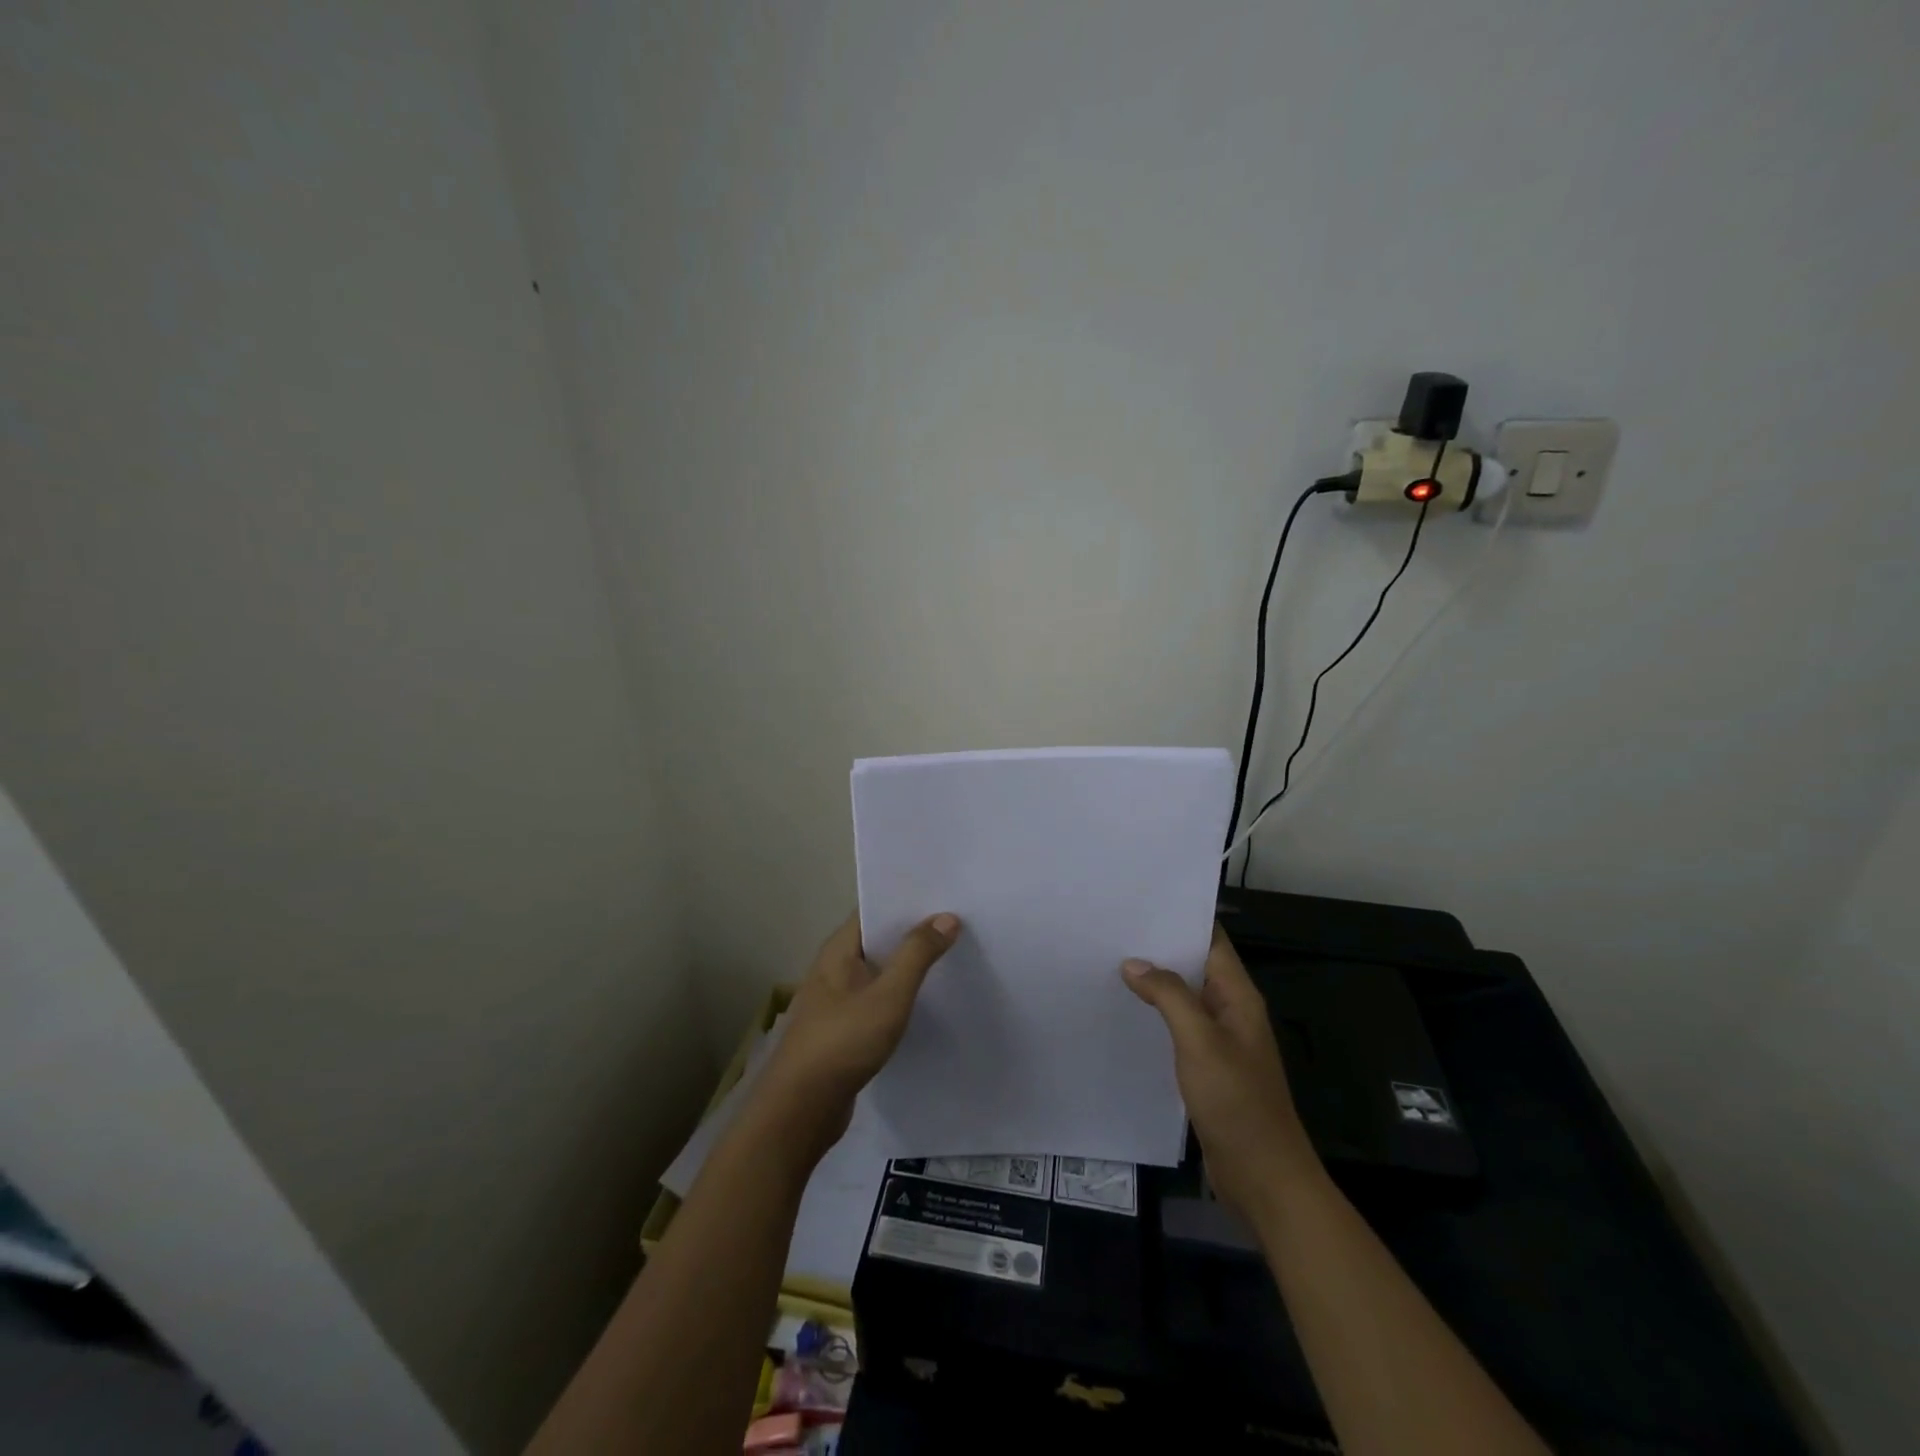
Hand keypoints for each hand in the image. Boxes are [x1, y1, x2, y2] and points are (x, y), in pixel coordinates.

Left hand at [757, 911, 960, 1153]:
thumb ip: (917, 954)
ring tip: (952, 957)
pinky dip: (900, 995)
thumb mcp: (889, 995)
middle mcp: (835, 967)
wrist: (801, 1109)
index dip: (907, 900)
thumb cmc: (843, 1041)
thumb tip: (947, 917)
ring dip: (909, 965)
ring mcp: (837, 1000)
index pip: (874, 909)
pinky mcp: (844, 1029)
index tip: (945, 894)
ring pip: (880, 971)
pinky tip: (929, 1001)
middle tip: (959, 923)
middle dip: (914, 931)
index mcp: (839, 949)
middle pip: (879, 939)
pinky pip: (878, 999)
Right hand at [1123, 924, 1319, 1218]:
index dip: (1181, 918)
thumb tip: (1134, 963)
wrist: (1264, 1178)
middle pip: (1195, 966)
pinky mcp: (1208, 1067)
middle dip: (1160, 948)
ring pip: (1185, 998)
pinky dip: (1156, 1015)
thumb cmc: (1237, 1103)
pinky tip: (1127, 1013)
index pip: (1211, 941)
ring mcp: (1221, 1041)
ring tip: (1111, 963)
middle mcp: (1231, 1012)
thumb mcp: (1201, 1042)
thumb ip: (1169, 997)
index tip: (1140, 902)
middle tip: (1113, 929)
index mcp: (1239, 997)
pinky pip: (1180, 1028)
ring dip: (1155, 982)